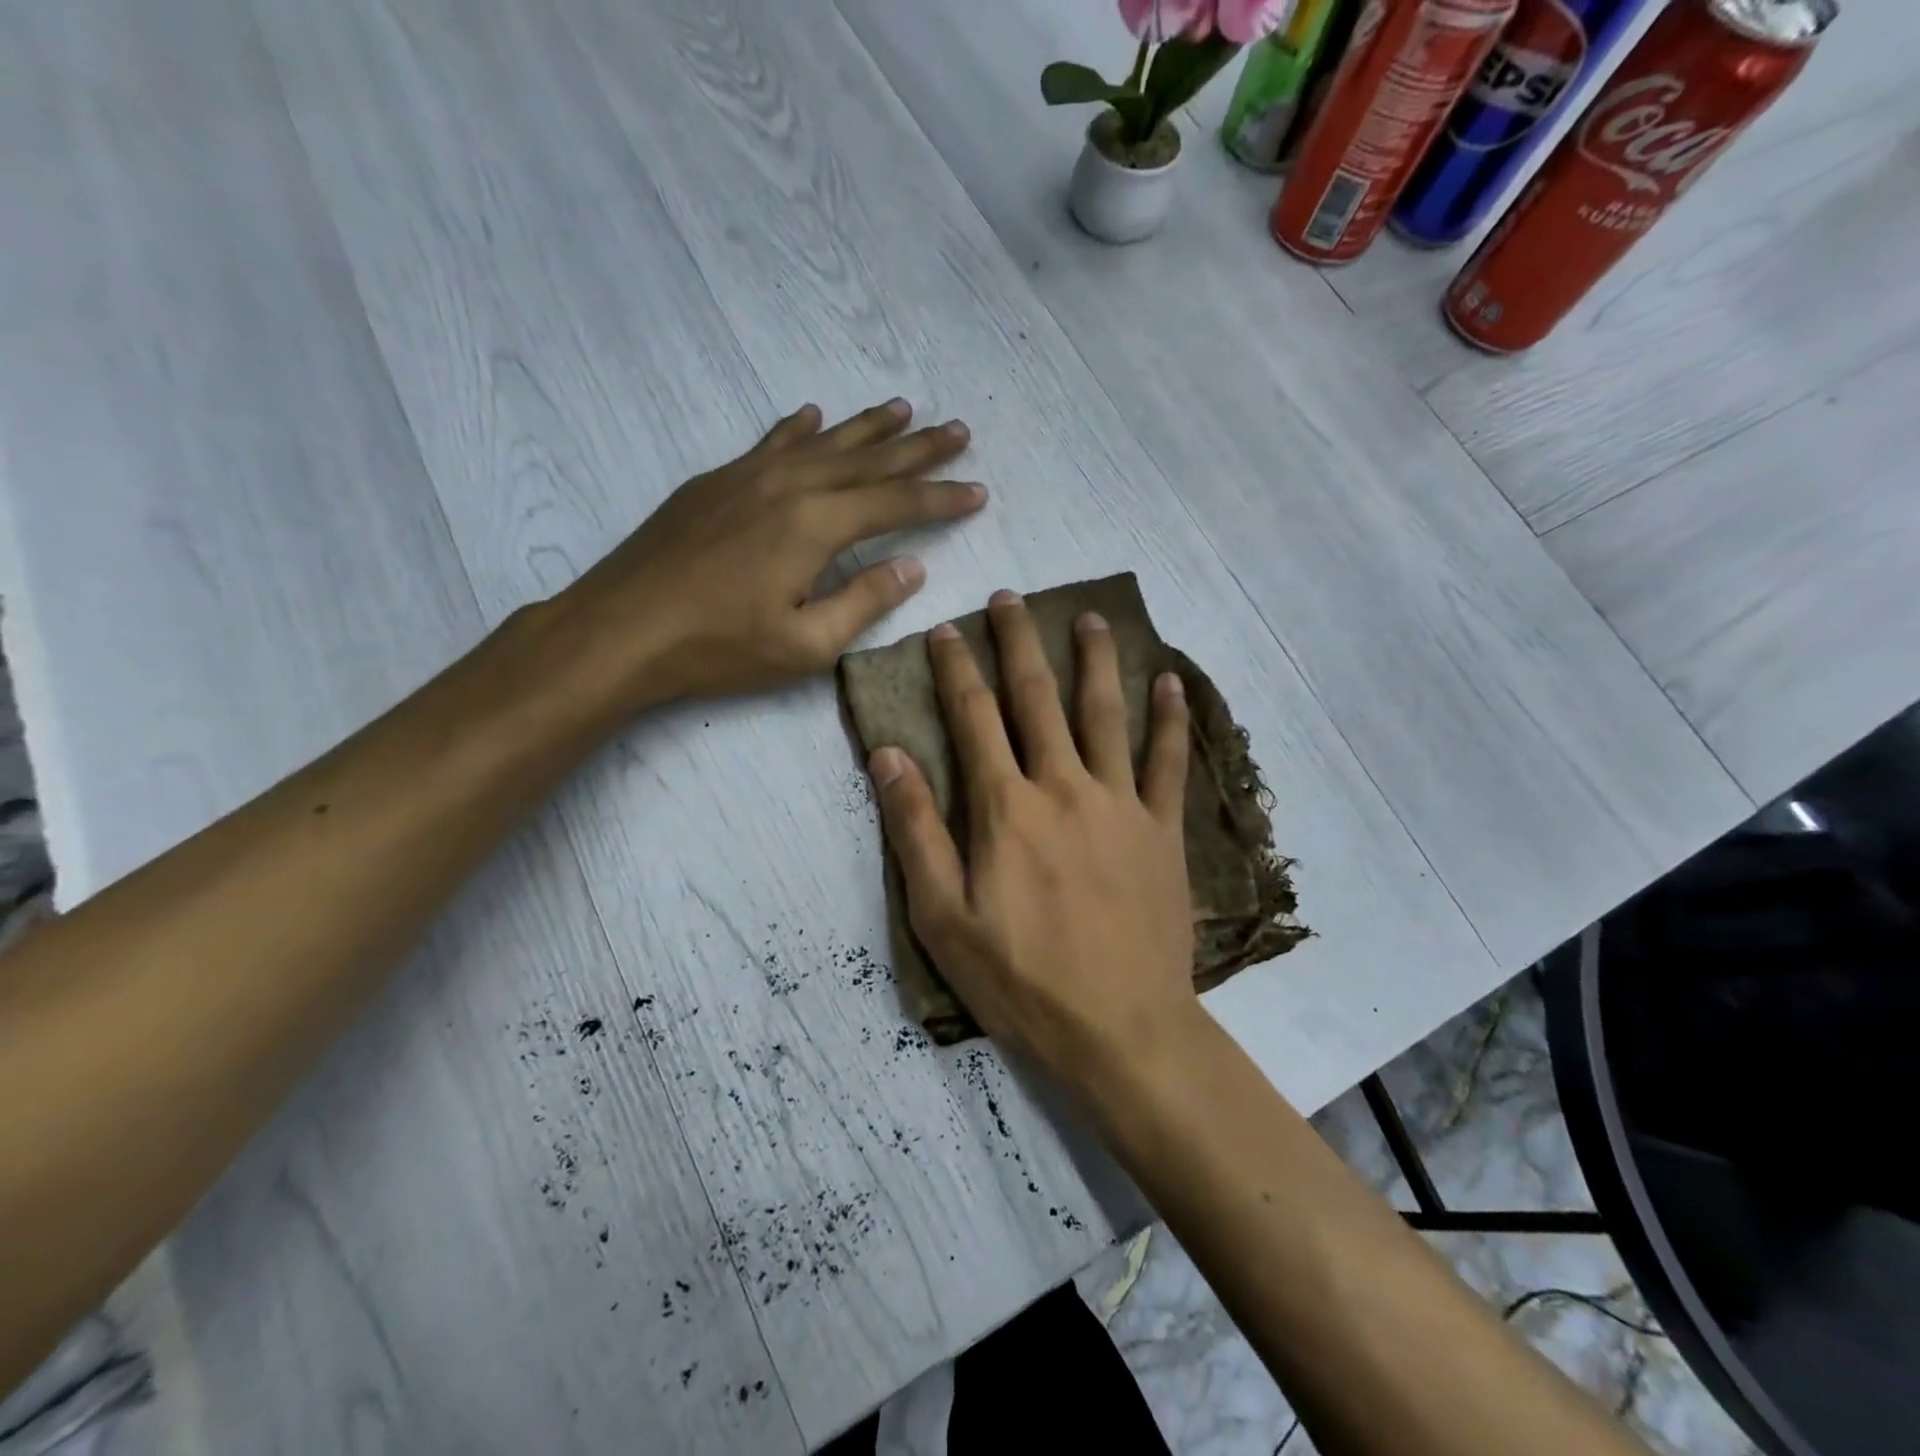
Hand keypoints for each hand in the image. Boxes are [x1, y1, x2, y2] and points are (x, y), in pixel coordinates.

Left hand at [547, 400, 982, 712]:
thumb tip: (912, 566)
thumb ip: (865, 601)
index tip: (977, 490)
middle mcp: (788, 485)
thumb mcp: (806, 645)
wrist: (620, 629)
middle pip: (868, 460)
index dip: (941, 497)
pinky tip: (814, 415)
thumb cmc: (718, 647)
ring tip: (904, 408)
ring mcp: (747, 477)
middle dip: (918, 448)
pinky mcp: (715, 482)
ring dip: (867, 427)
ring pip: (823, 442)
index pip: (896, 503)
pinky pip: (771, 442)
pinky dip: (799, 428)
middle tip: (959, 431)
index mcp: (815, 525)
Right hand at [870, 590, 1200, 1084]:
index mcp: (1006, 807)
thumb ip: (916, 830)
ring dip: (1094, 661)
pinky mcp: (1162, 830)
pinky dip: (1169, 720)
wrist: (1120, 1029)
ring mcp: (1120, 804)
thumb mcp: (942, 915)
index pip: (973, 718)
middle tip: (1010, 598)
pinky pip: (1169, 762)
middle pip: (1038, 698)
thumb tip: (888, 756)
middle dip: (1019, 644)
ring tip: (1088, 617)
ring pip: (1105, 714)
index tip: (945, 629)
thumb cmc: (1020, 979)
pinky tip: (1169, 683)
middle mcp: (1064, 787)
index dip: (956, 669)